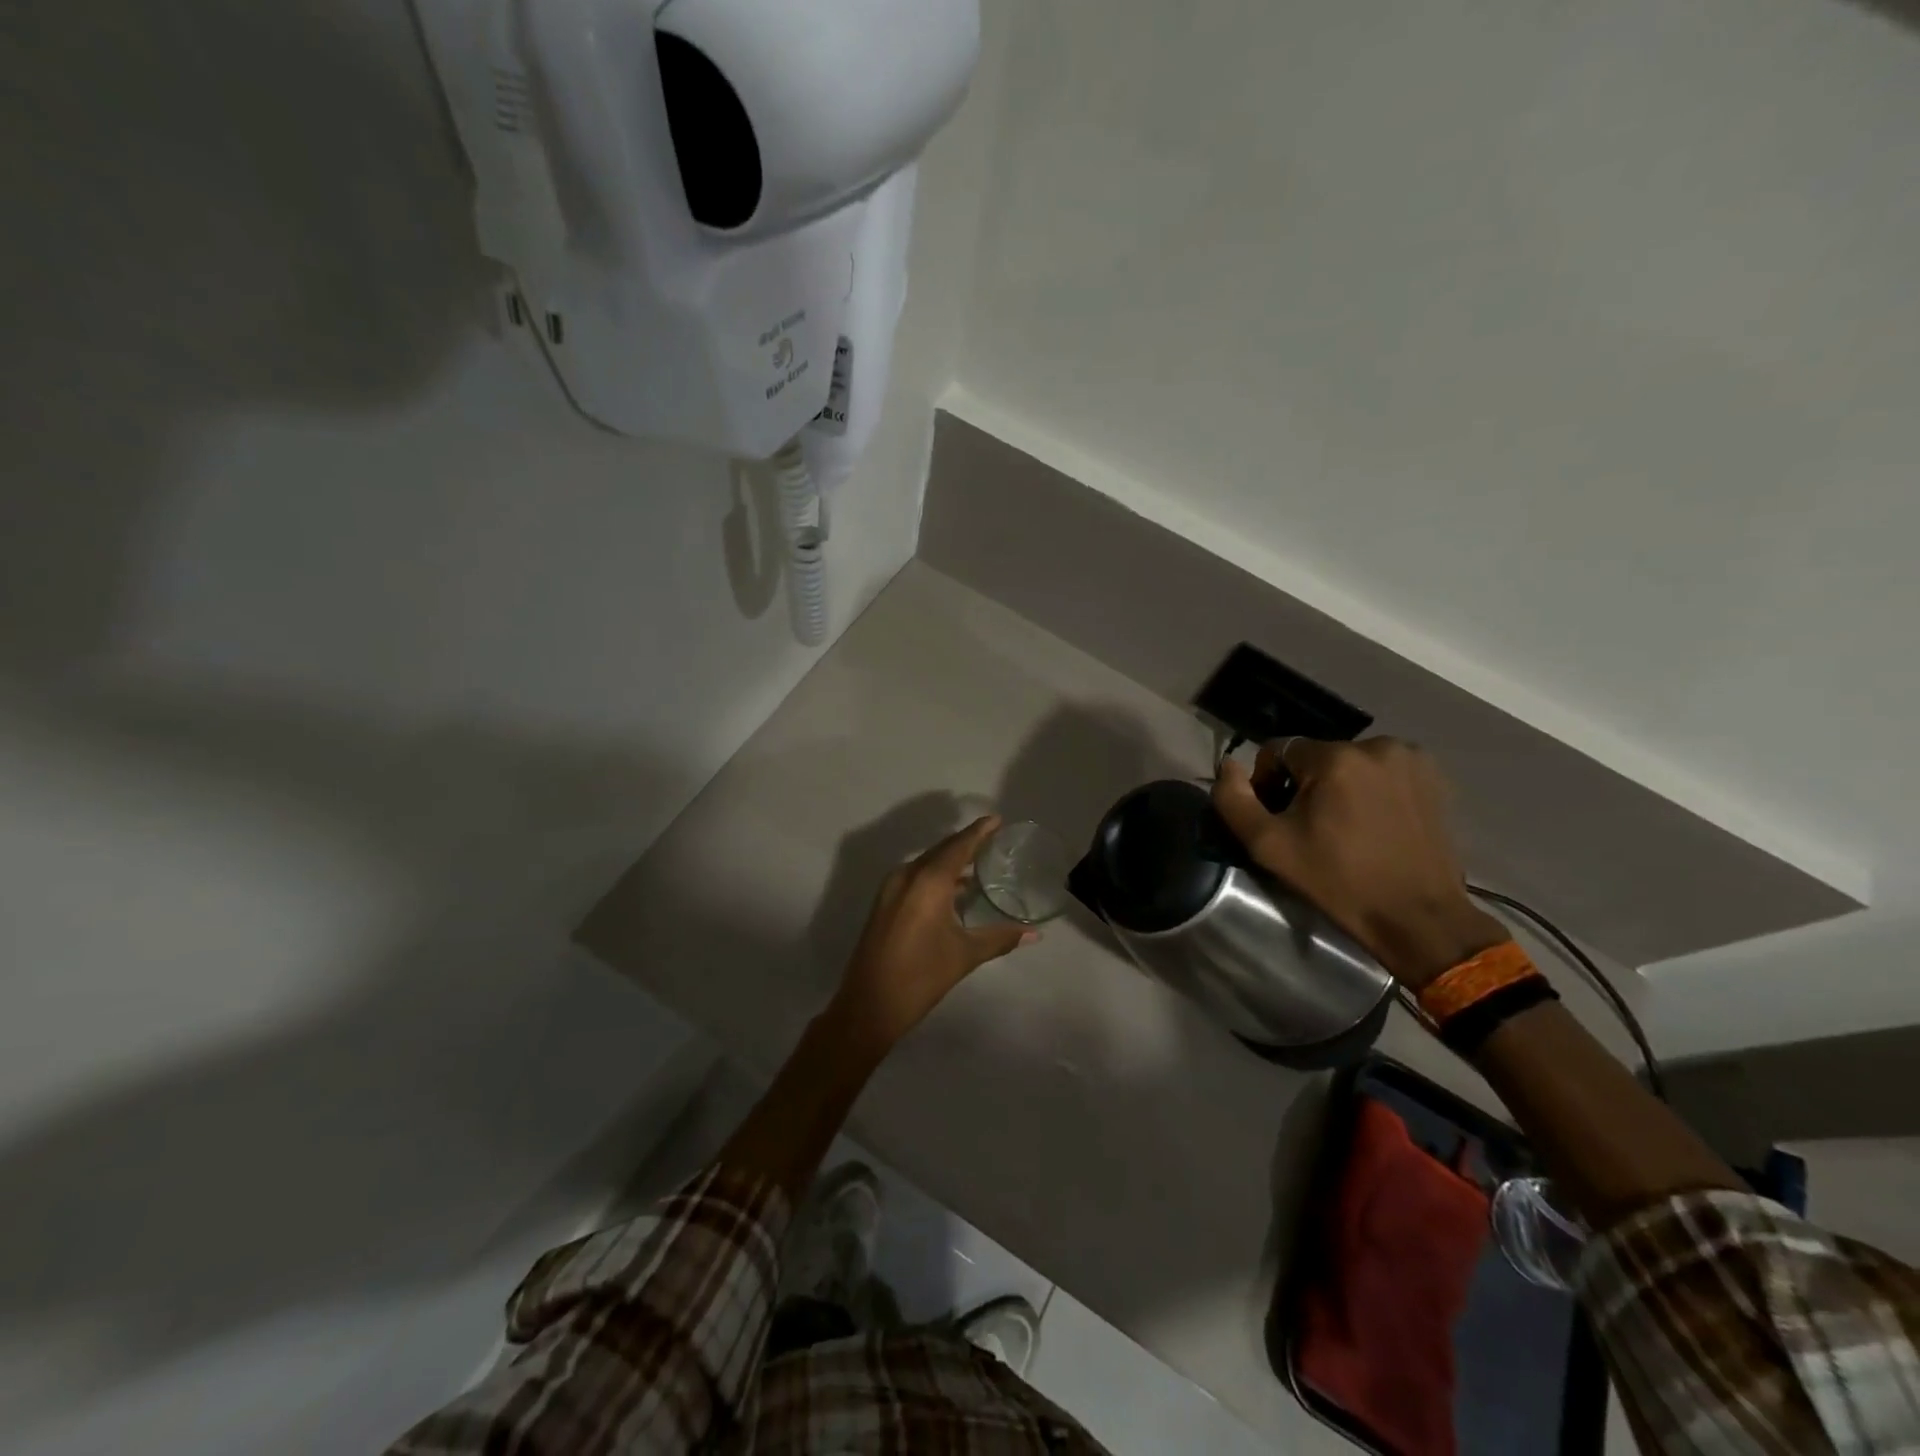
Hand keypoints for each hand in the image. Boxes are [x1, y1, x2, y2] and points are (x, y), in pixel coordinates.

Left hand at [826, 816, 1036, 1053]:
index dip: (979, 831)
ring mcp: (891, 889)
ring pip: (927, 864)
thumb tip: (1034, 934)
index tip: (997, 819)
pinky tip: (953, 891)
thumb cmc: (921, 975)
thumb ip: (1000, 938)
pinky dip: (936, 877)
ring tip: (978, 864)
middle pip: (941, 851)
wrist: (869, 1005)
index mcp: (928, 880)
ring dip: (950, 862)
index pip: (959, 846)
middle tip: (993, 840)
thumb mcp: (965, 955)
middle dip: (966, 844)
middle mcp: (907, 876)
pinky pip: (915, 878)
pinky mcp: (884, 904)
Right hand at [1212, 738, 1507, 988]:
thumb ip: (1234, 800)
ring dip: (1338, 786)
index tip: (1277, 819)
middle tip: (1308, 829)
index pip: (1278, 750)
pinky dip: (1371, 790)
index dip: (1267, 782)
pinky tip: (1373, 825)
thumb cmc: (1338, 882)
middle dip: (1305, 785)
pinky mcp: (1435, 778)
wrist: (1418, 918)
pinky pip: (1383, 772)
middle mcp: (1377, 745)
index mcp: (1335, 757)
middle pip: (1316, 756)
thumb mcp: (1269, 846)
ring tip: (1343, 828)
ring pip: (1350, 763)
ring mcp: (1412, 760)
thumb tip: (1227, 765)